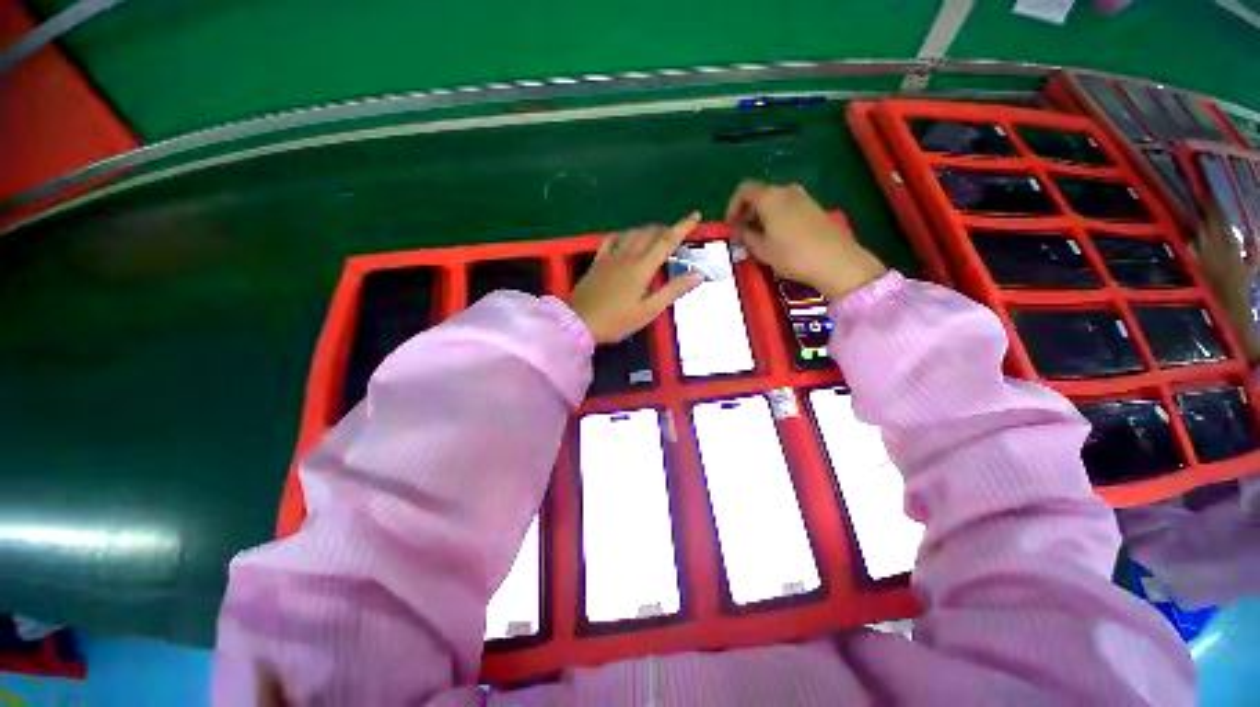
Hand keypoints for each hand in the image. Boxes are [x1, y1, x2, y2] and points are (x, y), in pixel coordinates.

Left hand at [568, 213, 705, 343]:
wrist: (579, 322)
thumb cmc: (617, 321)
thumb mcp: (649, 310)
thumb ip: (673, 291)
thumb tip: (698, 274)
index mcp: (642, 267)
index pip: (666, 241)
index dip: (682, 227)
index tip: (695, 215)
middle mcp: (627, 255)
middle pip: (649, 233)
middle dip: (666, 229)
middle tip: (678, 233)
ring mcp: (610, 257)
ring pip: (632, 233)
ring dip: (648, 230)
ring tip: (658, 235)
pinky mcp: (598, 261)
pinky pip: (612, 239)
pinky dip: (625, 234)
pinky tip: (627, 238)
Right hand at [725, 181, 885, 299]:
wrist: (834, 260)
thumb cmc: (791, 254)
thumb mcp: (760, 249)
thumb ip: (745, 236)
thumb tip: (741, 230)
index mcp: (769, 197)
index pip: (743, 190)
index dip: (732, 207)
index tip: (730, 226)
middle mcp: (785, 190)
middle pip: (759, 194)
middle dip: (746, 212)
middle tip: (742, 235)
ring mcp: (802, 197)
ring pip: (773, 201)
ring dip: (761, 216)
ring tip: (759, 239)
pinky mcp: (814, 207)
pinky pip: (787, 207)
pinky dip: (776, 217)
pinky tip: (777, 238)